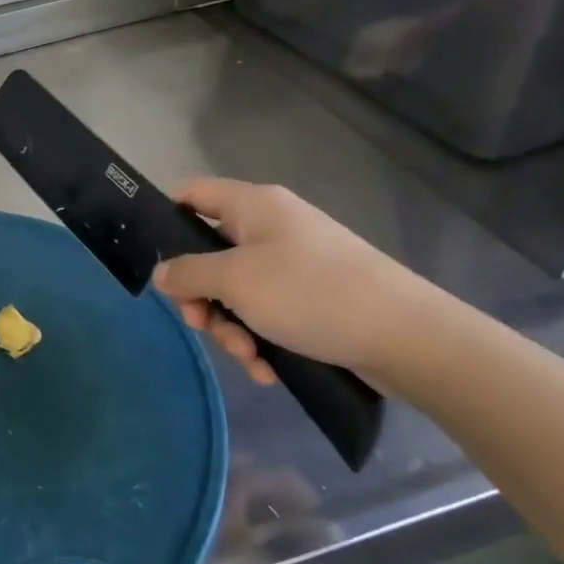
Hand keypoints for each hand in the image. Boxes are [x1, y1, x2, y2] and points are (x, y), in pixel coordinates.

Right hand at [152, 179, 444, 385]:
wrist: (406, 336)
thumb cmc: (310, 293)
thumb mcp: (236, 281)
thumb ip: (188, 273)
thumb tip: (161, 273)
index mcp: (253, 205)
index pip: (192, 194)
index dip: (166, 219)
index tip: (157, 263)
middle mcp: (272, 227)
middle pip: (209, 253)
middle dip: (202, 296)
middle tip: (202, 325)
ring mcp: (294, 263)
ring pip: (237, 290)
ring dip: (231, 327)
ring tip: (248, 357)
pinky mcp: (313, 297)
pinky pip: (268, 312)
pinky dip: (260, 338)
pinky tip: (267, 369)